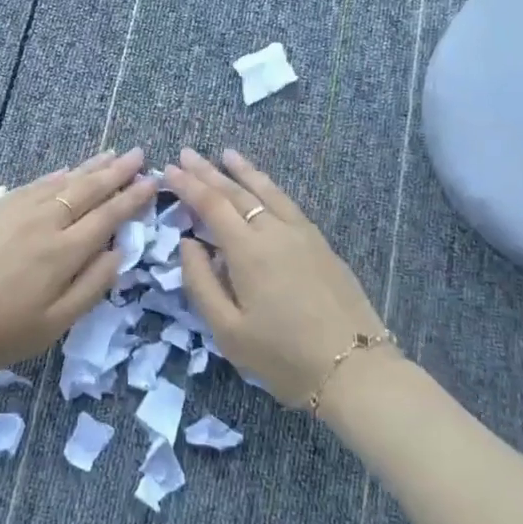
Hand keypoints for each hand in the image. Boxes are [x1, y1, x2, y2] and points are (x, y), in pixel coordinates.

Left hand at [0, 150, 157, 379]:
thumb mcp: (50, 326)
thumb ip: (89, 287)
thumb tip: (119, 252)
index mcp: (63, 252)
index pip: (108, 216)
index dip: (132, 199)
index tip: (153, 182)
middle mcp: (44, 221)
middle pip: (88, 190)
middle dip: (117, 172)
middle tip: (139, 155)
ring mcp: (15, 210)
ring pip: (62, 181)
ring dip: (90, 167)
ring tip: (111, 154)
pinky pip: (34, 184)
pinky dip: (56, 175)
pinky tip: (65, 170)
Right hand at [166, 148, 388, 407]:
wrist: (354, 370)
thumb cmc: (282, 355)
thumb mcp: (227, 330)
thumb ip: (201, 282)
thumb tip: (187, 243)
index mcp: (248, 250)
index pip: (212, 205)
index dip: (188, 185)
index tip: (168, 169)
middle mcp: (275, 231)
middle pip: (237, 192)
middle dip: (208, 171)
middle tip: (187, 153)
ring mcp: (303, 235)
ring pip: (268, 192)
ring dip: (244, 171)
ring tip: (227, 153)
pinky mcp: (321, 244)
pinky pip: (288, 203)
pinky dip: (269, 187)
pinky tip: (265, 187)